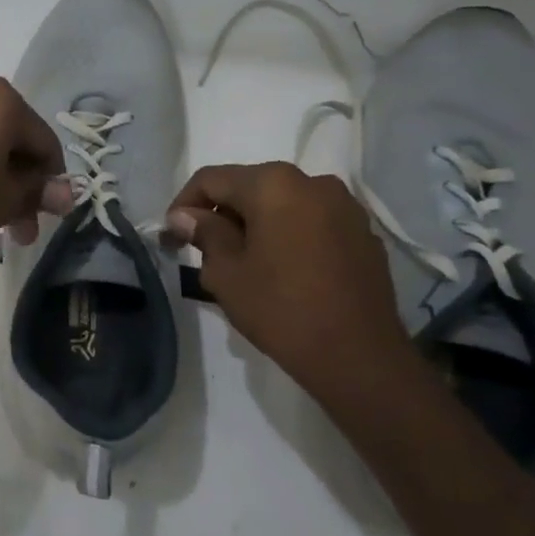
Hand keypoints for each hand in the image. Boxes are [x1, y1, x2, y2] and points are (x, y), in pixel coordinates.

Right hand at [166, 162, 415, 401]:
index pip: (212, 179)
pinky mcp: (363, 233)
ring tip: (243, 260)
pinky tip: (282, 269)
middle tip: (202, 249)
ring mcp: (345, 206)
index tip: (171, 235)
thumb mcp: (226, 273)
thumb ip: (204, 233)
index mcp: (273, 184)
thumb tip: (185, 216)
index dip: (184, 204)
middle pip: (250, 186)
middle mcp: (313, 182)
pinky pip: (312, 221)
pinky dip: (288, 234)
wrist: (359, 356)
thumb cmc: (281, 309)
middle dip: (222, 213)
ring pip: (283, 203)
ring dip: (257, 223)